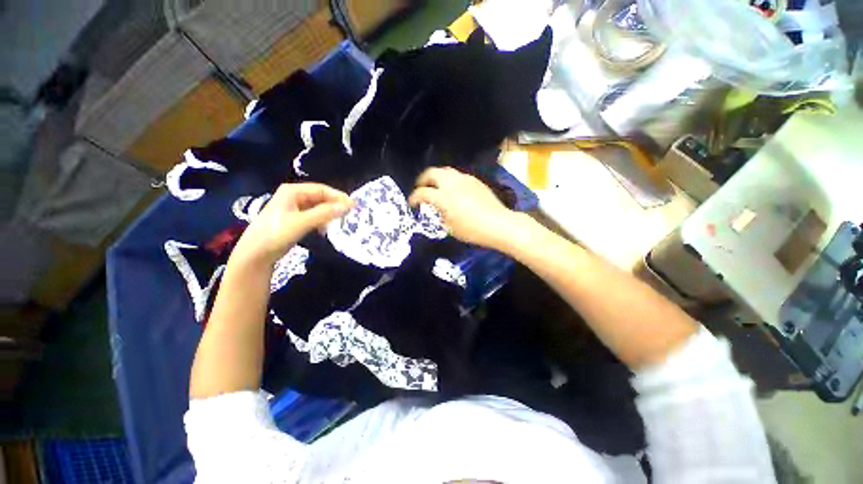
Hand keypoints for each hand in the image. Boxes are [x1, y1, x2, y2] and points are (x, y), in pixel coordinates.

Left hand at [234, 183, 352, 264]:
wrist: (255, 254)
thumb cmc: (276, 234)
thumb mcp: (302, 222)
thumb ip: (325, 213)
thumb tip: (348, 206)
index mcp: (293, 191)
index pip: (322, 189)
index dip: (338, 197)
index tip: (353, 206)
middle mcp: (293, 196)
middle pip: (320, 197)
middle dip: (334, 206)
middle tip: (348, 215)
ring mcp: (293, 208)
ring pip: (318, 207)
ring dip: (328, 214)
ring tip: (338, 223)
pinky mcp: (294, 219)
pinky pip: (313, 216)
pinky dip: (321, 221)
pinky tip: (324, 230)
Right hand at [409, 167, 520, 249]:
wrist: (498, 223)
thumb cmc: (472, 230)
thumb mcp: (450, 227)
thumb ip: (440, 215)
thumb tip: (437, 208)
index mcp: (443, 196)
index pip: (422, 193)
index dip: (414, 198)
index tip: (412, 204)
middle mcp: (452, 183)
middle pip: (431, 173)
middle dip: (423, 180)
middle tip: (422, 189)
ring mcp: (464, 179)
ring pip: (445, 171)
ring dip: (437, 178)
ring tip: (437, 188)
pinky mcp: (474, 180)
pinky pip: (457, 176)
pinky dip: (450, 180)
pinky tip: (453, 190)